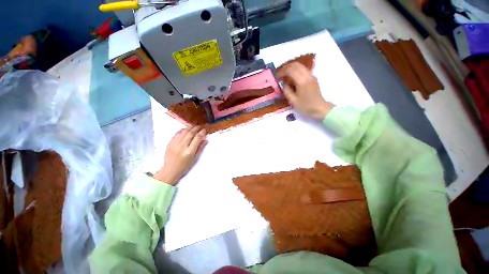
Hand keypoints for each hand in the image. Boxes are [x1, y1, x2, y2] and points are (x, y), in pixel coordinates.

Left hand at [154, 126, 206, 184]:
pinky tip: (186, 129)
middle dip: (196, 128)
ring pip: (183, 131)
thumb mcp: (195, 158)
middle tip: (200, 126)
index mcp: (189, 151)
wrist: (170, 169)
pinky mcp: (170, 142)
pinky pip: (177, 133)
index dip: (202, 132)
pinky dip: (182, 129)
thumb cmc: (185, 165)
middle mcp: (182, 146)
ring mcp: (175, 143)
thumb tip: (205, 139)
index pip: (197, 138)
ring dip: (190, 127)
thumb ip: (200, 148)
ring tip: (194, 126)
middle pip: (190, 133)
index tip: (204, 130)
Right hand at [277, 62, 333, 120]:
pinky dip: (296, 71)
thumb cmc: (306, 106)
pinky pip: (303, 70)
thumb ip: (287, 91)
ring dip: (292, 69)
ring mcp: (311, 76)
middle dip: (287, 68)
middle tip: (281, 75)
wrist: (319, 108)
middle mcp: (307, 76)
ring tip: (286, 77)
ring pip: (300, 66)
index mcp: (301, 81)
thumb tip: (283, 84)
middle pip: (296, 65)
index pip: (290, 70)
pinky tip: (293, 79)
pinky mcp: (313, 78)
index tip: (277, 77)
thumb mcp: (293, 101)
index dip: (282, 72)